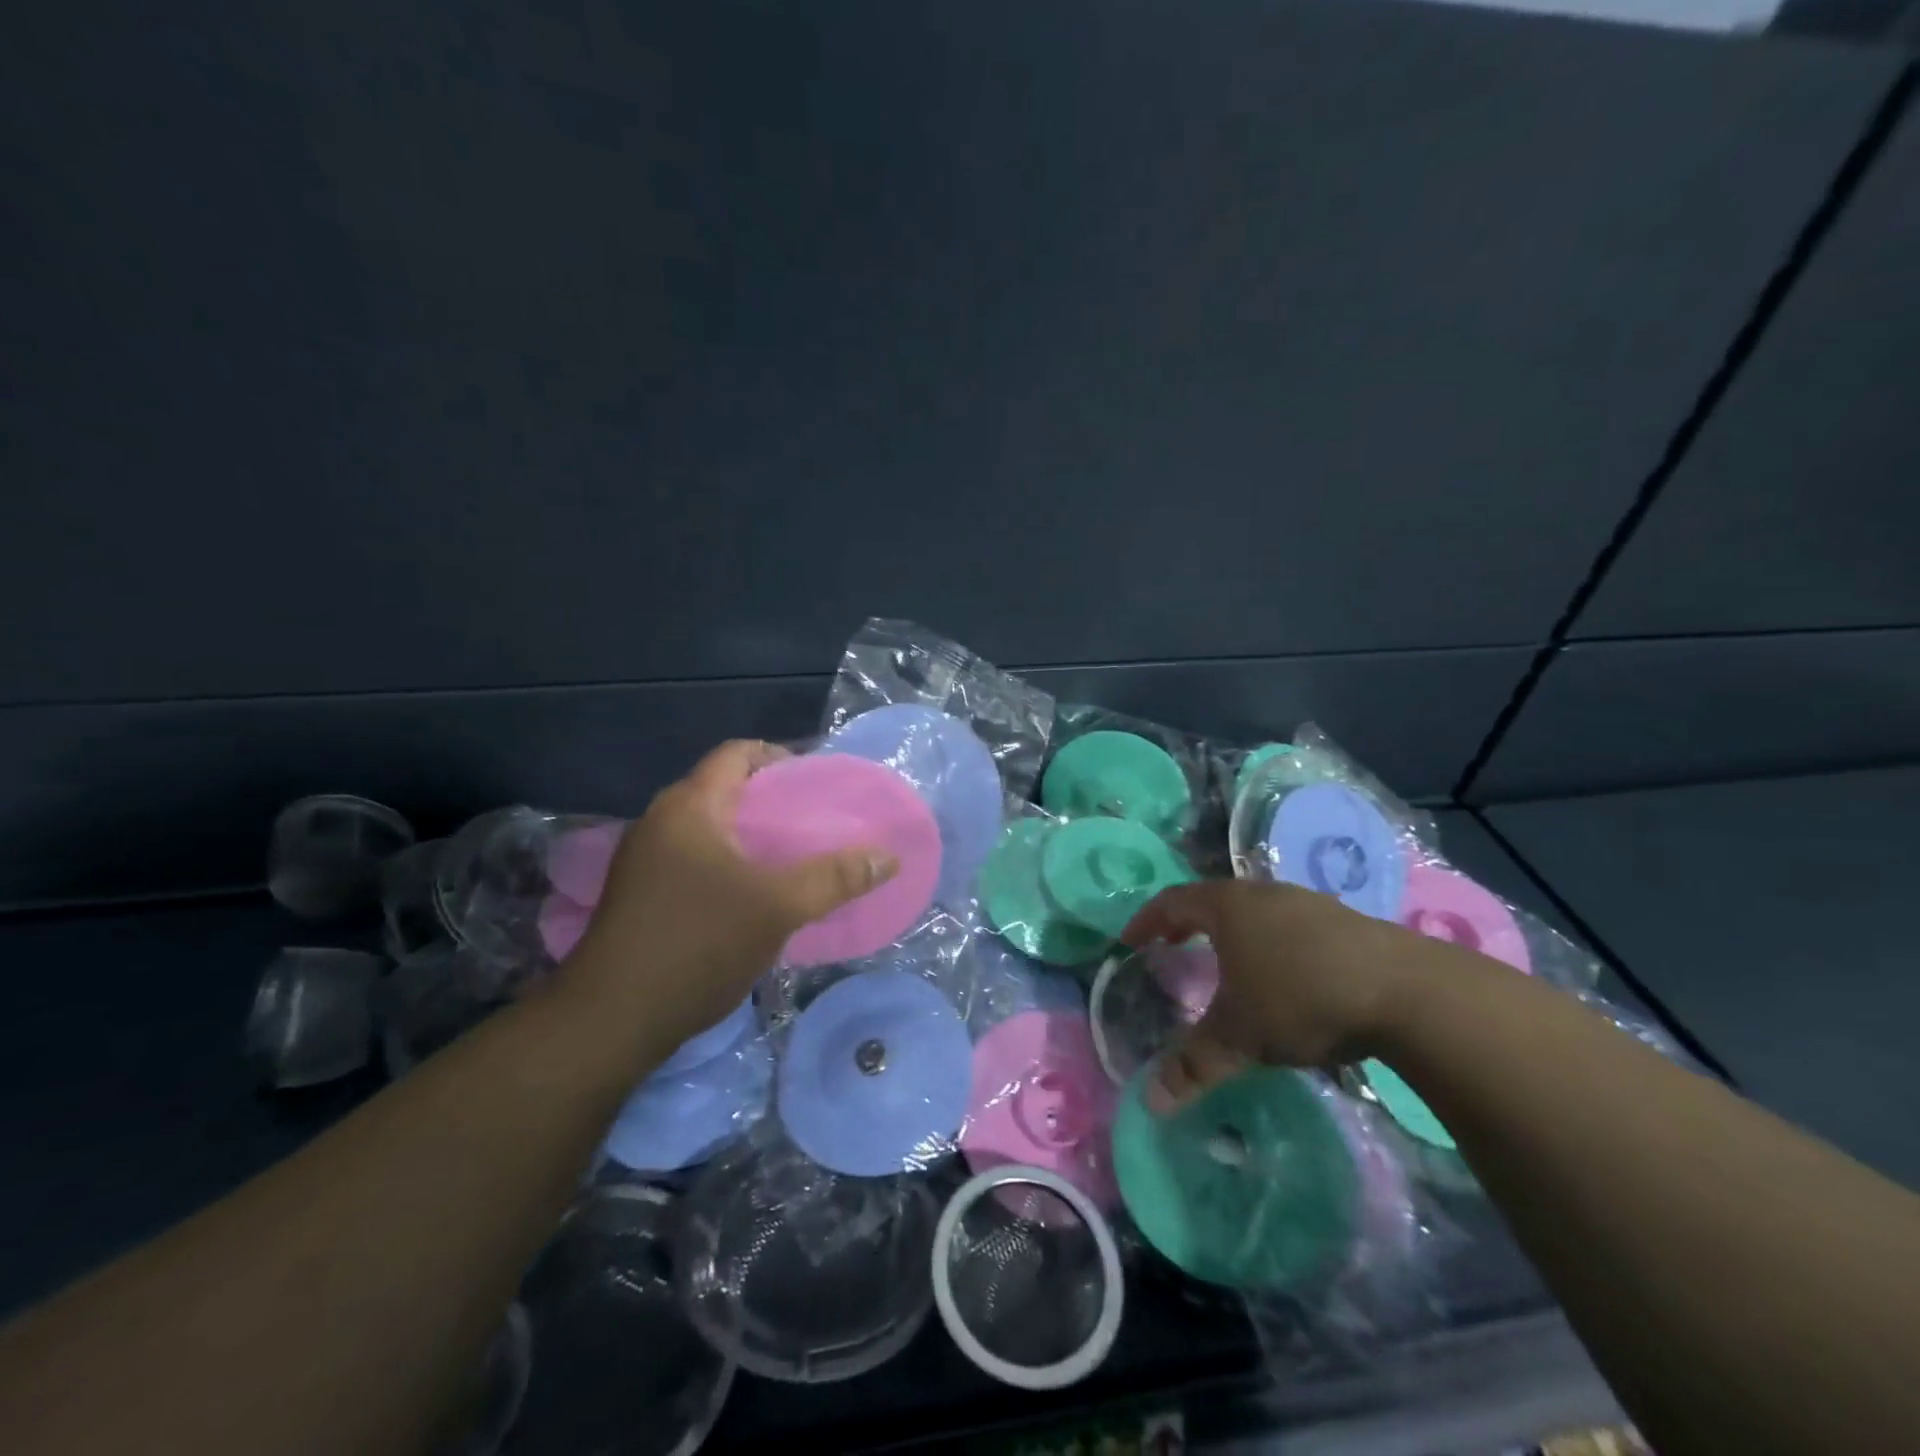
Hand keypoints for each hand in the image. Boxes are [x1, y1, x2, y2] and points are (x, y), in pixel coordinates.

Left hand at [561, 740, 897, 1053]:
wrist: (610, 1021)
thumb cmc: (697, 945)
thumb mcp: (778, 908)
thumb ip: (835, 877)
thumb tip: (888, 857)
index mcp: (689, 807)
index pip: (737, 753)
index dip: (781, 757)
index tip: (817, 784)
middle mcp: (660, 821)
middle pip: (724, 789)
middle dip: (771, 801)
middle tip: (814, 824)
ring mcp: (644, 860)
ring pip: (709, 828)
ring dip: (750, 836)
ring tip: (792, 859)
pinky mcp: (639, 895)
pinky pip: (694, 859)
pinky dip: (728, 864)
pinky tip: (753, 896)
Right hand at [1122, 879, 1445, 1111]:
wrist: (1408, 992)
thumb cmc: (1302, 999)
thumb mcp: (1239, 1037)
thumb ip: (1193, 1065)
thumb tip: (1150, 1102)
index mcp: (1228, 907)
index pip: (1172, 901)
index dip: (1147, 920)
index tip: (1131, 941)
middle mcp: (1263, 894)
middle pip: (1213, 899)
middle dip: (1188, 923)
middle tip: (1172, 946)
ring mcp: (1308, 903)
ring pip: (1255, 910)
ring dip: (1232, 932)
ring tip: (1227, 961)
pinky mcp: (1345, 921)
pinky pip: (1290, 924)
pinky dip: (1271, 941)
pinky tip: (1285, 973)